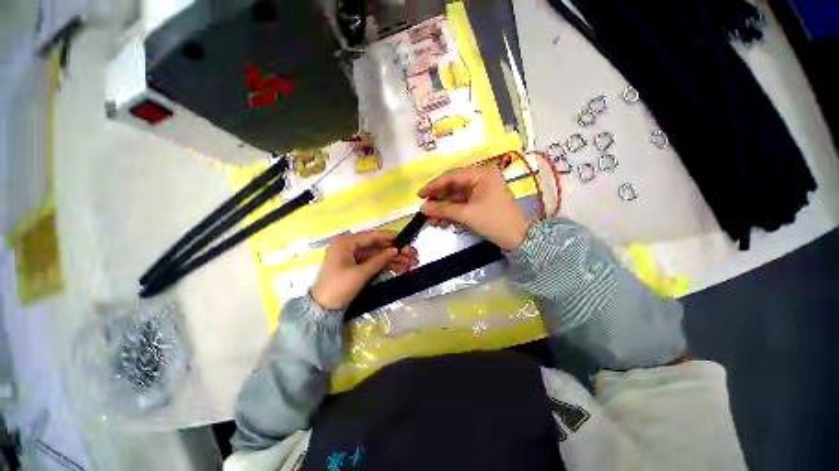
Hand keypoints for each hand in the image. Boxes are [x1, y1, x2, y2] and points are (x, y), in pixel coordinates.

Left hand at [311, 231, 417, 309]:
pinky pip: (373, 262)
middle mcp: (348, 246)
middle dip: (394, 251)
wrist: (323, 308)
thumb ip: (379, 260)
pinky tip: (400, 267)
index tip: (403, 239)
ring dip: (392, 259)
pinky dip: (385, 265)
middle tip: (411, 253)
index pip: (370, 236)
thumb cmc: (339, 287)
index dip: (388, 237)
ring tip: (410, 262)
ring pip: (376, 255)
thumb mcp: (361, 273)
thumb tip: (395, 249)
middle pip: (376, 246)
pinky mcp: (355, 266)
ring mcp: (352, 257)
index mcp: (345, 243)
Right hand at [419, 166, 529, 250]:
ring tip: (432, 221)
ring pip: (456, 197)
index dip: (434, 186)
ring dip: (444, 209)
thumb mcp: (466, 214)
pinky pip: (462, 205)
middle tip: (425, 211)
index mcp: (481, 174)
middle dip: (439, 201)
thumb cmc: (493, 221)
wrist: (518, 239)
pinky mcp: (480, 202)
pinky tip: (442, 222)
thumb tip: (422, 208)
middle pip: (453, 187)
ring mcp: (481, 191)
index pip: (452, 176)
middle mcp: (481, 179)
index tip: (420, 195)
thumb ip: (442, 209)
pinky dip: (452, 213)